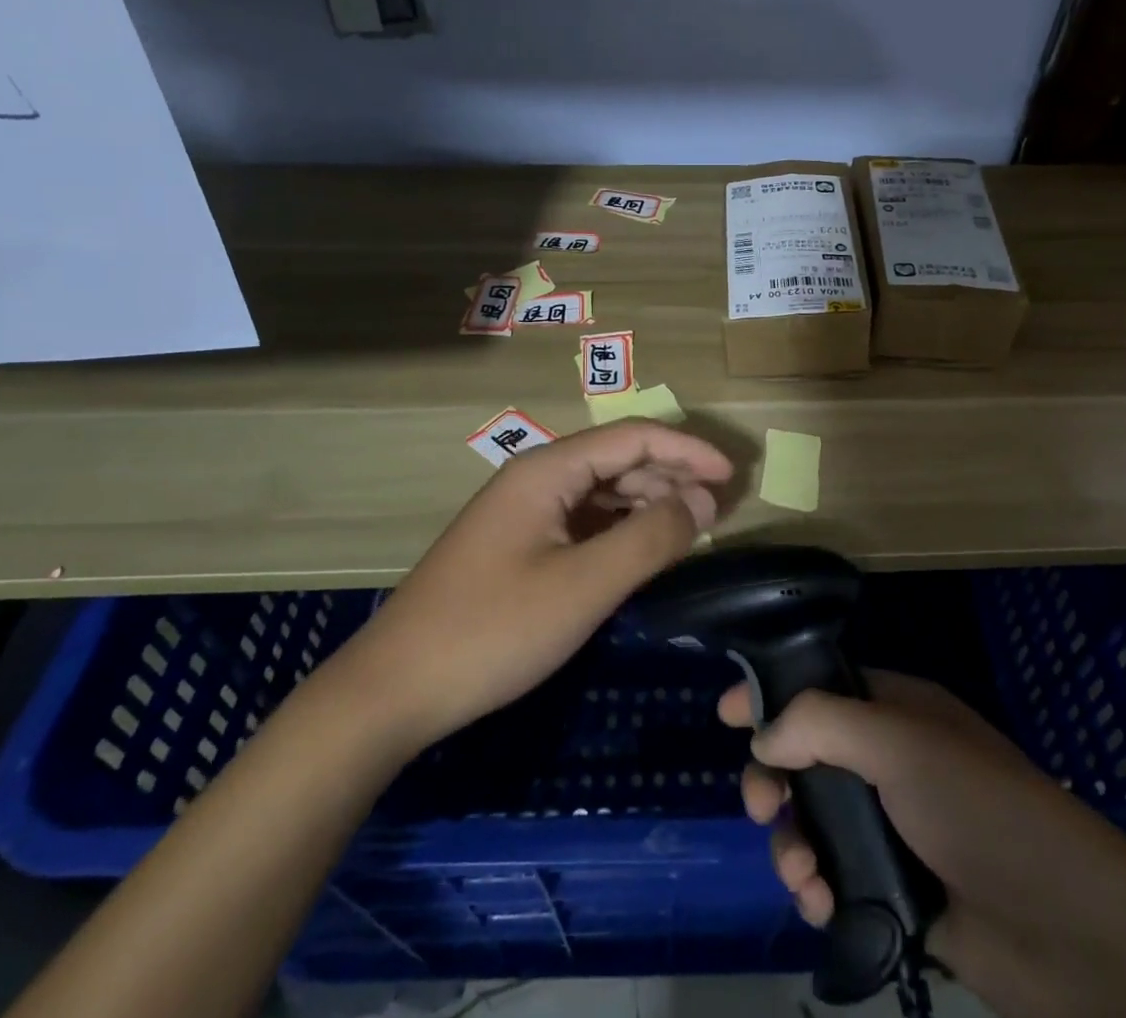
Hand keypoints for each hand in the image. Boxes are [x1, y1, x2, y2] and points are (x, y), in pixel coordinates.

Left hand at [336, 419, 733, 749]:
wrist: (393, 690)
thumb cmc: (493, 630)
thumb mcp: (584, 586)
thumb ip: (650, 537)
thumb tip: (703, 500)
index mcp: (548, 470)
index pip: (632, 437)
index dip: (687, 450)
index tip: (732, 477)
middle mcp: (535, 478)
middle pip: (618, 459)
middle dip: (672, 476)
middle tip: (719, 511)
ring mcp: (523, 513)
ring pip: (601, 491)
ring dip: (648, 503)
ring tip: (690, 530)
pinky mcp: (517, 546)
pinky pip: (582, 522)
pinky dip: (620, 530)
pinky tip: (642, 552)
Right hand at [719, 672, 1125, 1014]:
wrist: (1071, 934)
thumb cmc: (984, 813)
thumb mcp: (902, 745)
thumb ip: (822, 723)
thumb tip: (761, 735)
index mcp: (896, 710)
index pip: (819, 684)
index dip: (771, 693)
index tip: (724, 714)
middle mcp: (890, 759)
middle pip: (804, 756)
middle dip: (774, 780)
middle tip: (760, 808)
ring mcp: (892, 825)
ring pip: (812, 820)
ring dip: (792, 843)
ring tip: (803, 877)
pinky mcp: (895, 888)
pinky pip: (833, 875)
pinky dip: (816, 887)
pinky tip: (821, 905)